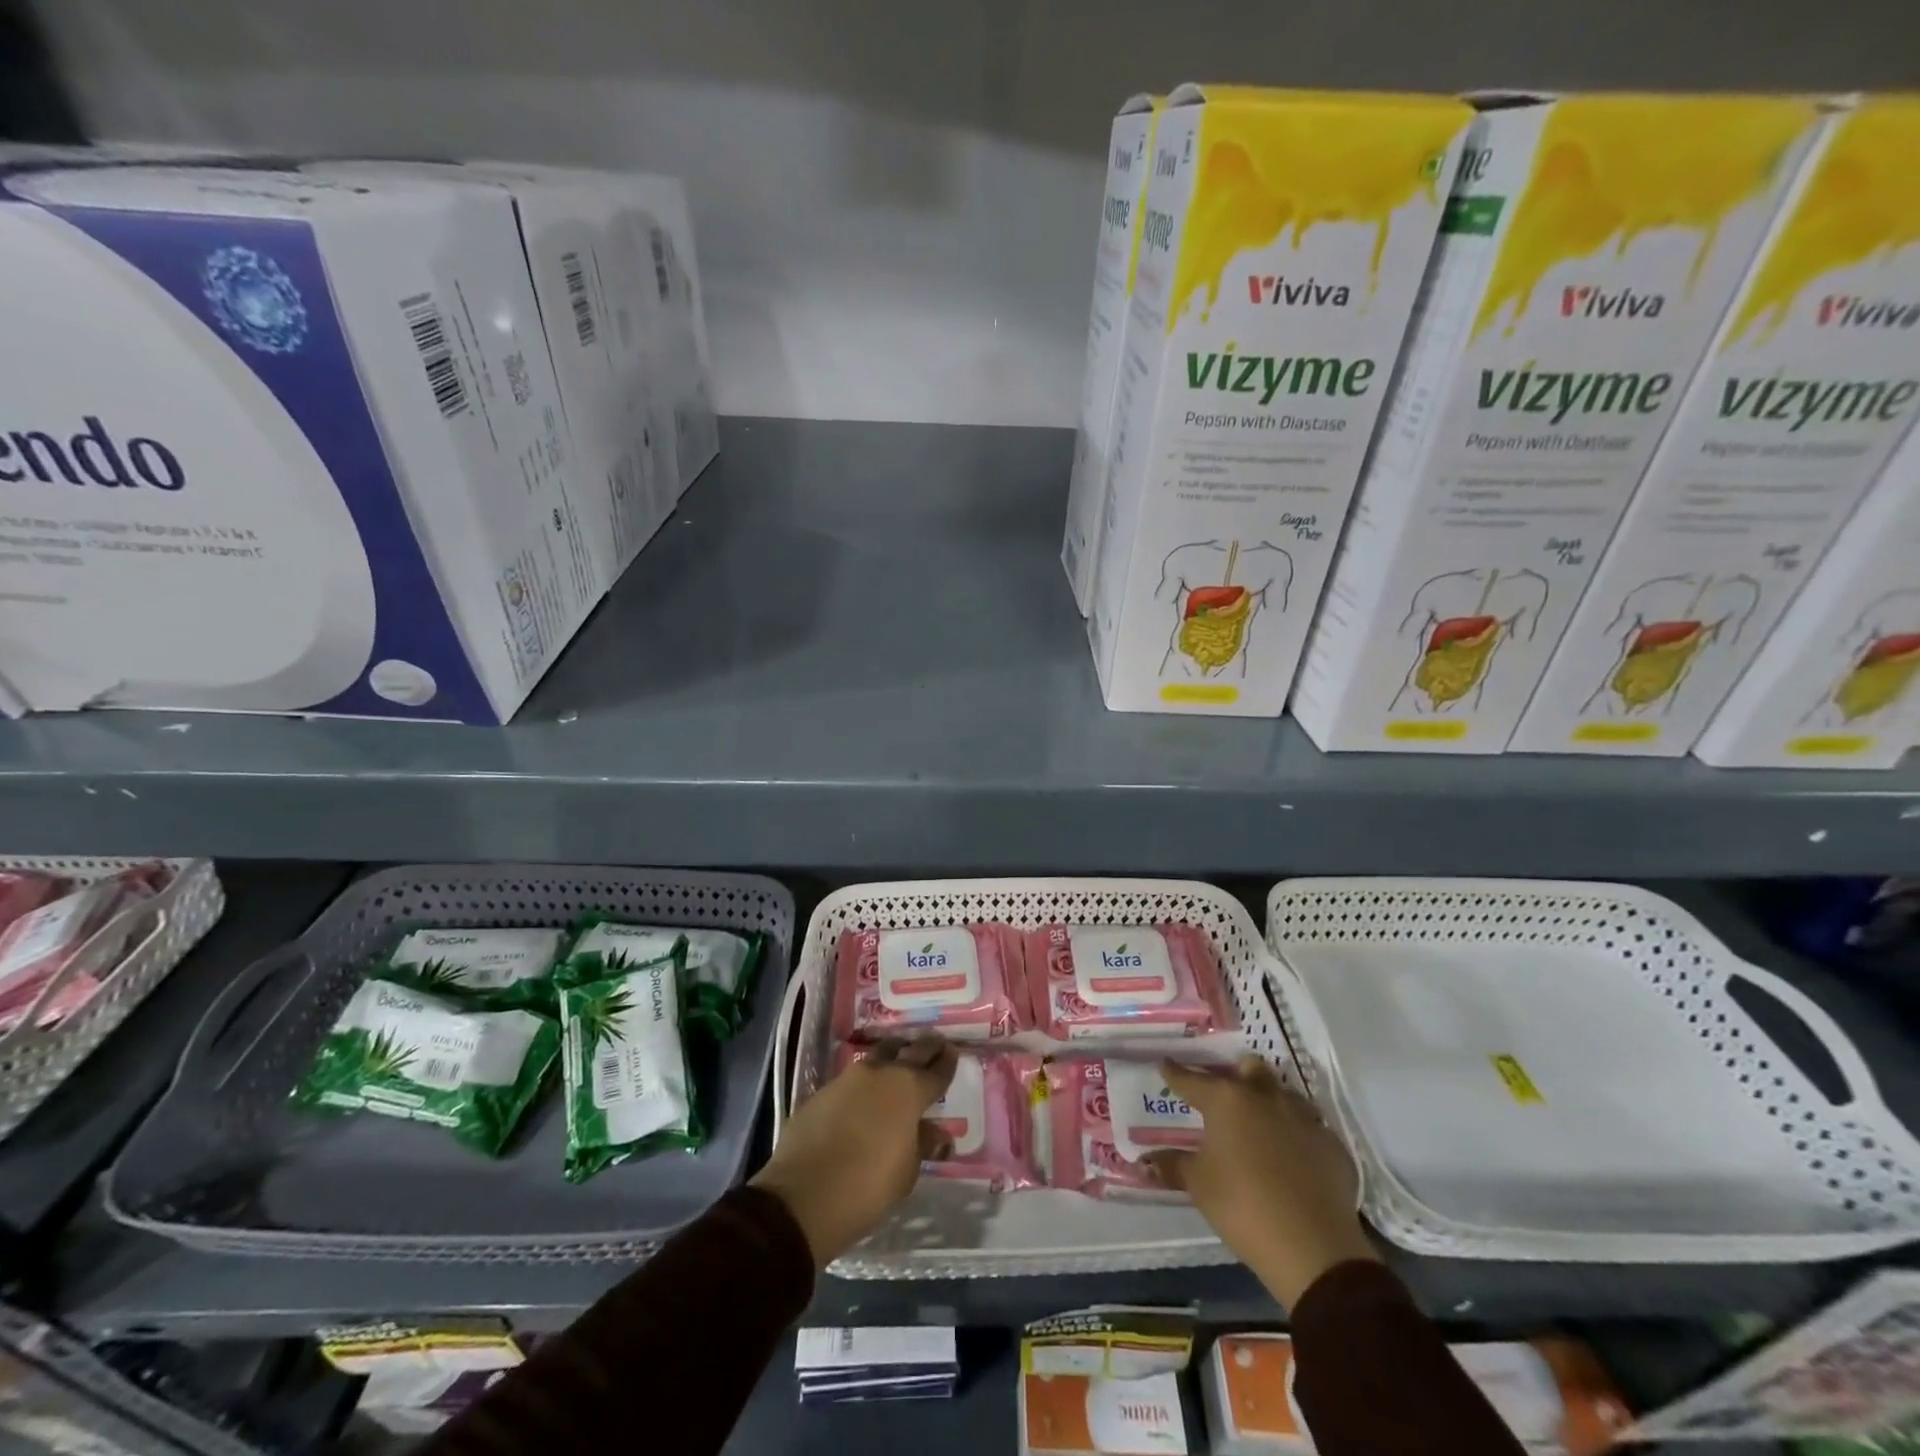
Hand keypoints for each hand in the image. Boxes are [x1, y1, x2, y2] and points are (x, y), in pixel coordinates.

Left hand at [751, 1035, 957, 1267]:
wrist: (802, 1196)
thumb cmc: (867, 1187)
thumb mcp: (906, 1172)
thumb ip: (923, 1145)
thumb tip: (938, 1135)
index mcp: (909, 1090)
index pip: (936, 1070)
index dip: (947, 1062)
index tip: (953, 1052)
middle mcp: (881, 1074)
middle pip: (909, 1051)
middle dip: (925, 1048)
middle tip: (935, 1045)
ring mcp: (848, 1079)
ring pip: (878, 1057)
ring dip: (892, 1058)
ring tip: (900, 1063)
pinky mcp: (823, 1091)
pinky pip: (853, 1079)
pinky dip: (866, 1081)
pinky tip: (867, 1093)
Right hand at [1146, 1054, 1378, 1307]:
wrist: (1314, 1248)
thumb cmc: (1243, 1206)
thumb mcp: (1198, 1185)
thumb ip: (1171, 1166)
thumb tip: (1143, 1161)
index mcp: (1227, 1100)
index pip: (1192, 1080)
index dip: (1176, 1073)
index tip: (1165, 1064)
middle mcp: (1265, 1097)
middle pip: (1248, 1069)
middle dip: (1235, 1073)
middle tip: (1223, 1091)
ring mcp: (1303, 1118)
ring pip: (1283, 1093)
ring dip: (1269, 1100)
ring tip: (1259, 1121)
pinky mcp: (1332, 1145)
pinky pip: (1309, 1127)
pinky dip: (1296, 1134)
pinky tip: (1292, 1155)